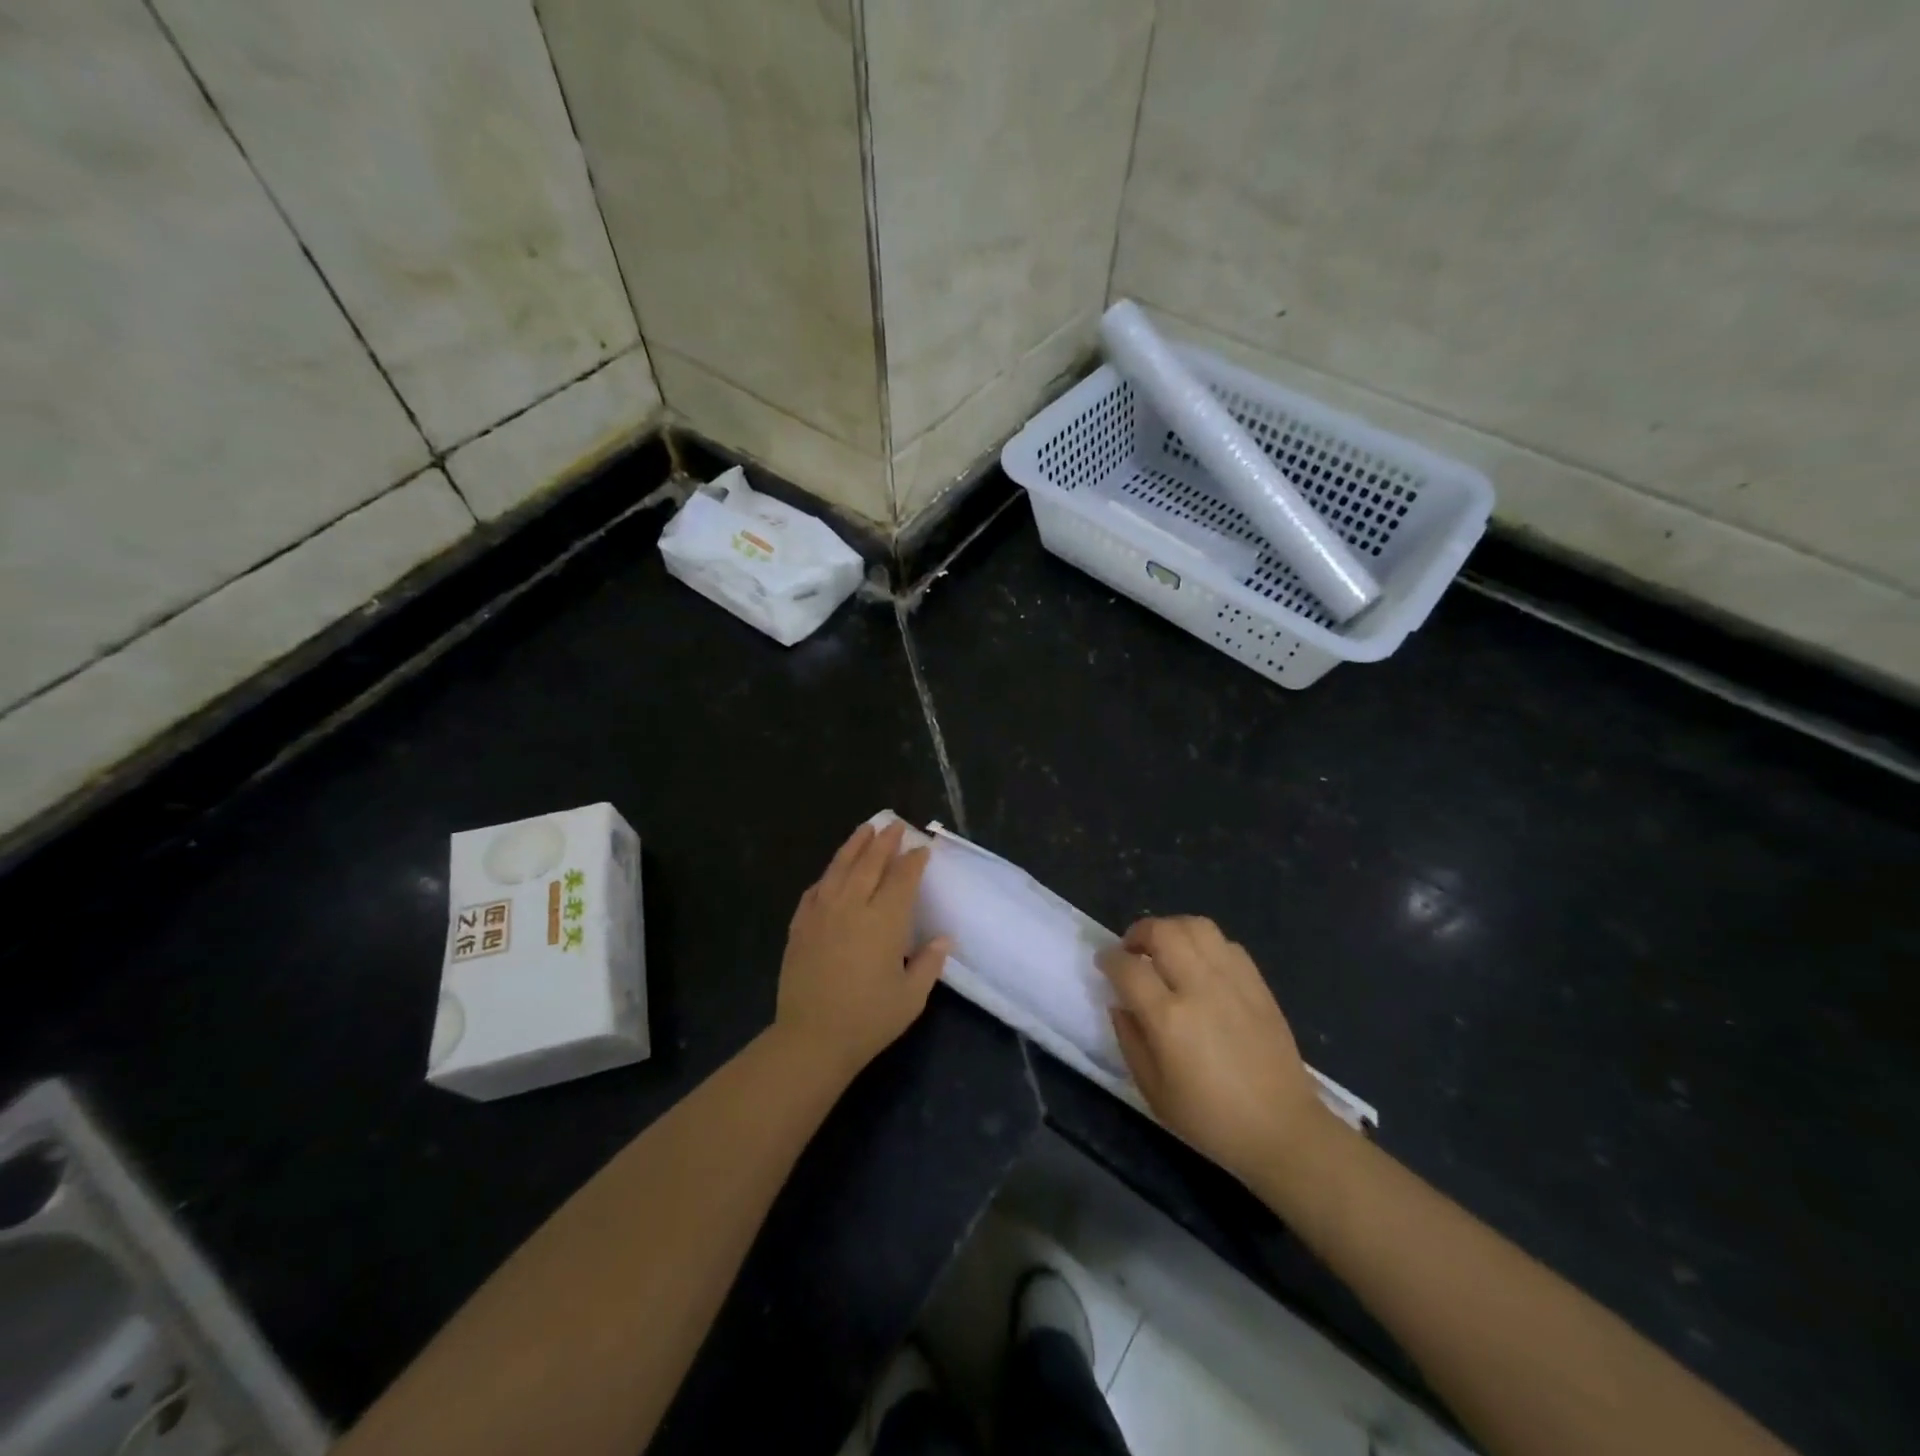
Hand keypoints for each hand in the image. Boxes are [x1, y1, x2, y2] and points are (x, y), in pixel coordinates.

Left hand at [776, 821, 951, 1079]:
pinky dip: (827, 877)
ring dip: (854, 846)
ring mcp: (822, 913)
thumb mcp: (911, 997)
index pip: (903, 878)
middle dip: (885, 842)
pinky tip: (831, 874)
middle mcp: (852, 906)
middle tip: (895, 825)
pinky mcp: (800, 926)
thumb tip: (943, 938)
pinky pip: (815, 891)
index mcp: (884, 920)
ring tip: (865, 830)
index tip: (922, 849)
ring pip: (839, 868)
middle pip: (870, 863)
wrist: (811, 1038)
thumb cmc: (868, 1019)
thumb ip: (929, 963)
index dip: (914, 861)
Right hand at [1097, 916, 1325, 1185]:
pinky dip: (1205, 944)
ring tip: (1165, 949)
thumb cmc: (1210, 1119)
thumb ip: (1129, 1039)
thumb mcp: (1153, 1091)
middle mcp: (1200, 988)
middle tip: (1132, 950)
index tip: (1104, 963)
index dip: (1109, 959)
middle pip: (1163, 931)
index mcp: (1169, 1019)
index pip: (1128, 967)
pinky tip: (1200, 964)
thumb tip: (1120, 1003)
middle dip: (1139, 932)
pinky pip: (1226, 943)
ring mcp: (1233, 981)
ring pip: (1196, 926)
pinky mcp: (1258, 984)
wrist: (1282, 1130)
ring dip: (1172, 929)